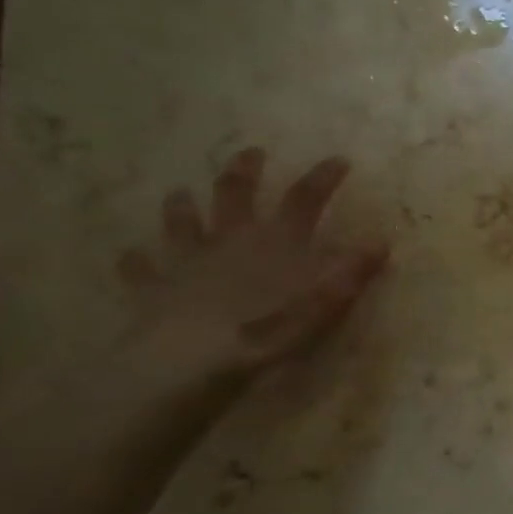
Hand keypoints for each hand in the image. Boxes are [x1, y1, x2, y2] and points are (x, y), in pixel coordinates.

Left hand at [117, 148, 387, 379]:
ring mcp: (188, 260)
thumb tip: (381, 242)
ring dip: (182, 207)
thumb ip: (350, 273)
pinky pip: (141, 269)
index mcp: (275, 242)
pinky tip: (131, 256)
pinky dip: (137, 261)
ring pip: (182, 223)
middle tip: (251, 153)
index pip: (305, 199)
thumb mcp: (322, 305)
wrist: (188, 360)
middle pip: (235, 193)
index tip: (338, 160)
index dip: (323, 177)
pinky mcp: (154, 288)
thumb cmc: (264, 330)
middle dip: (244, 171)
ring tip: (179, 193)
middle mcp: (230, 239)